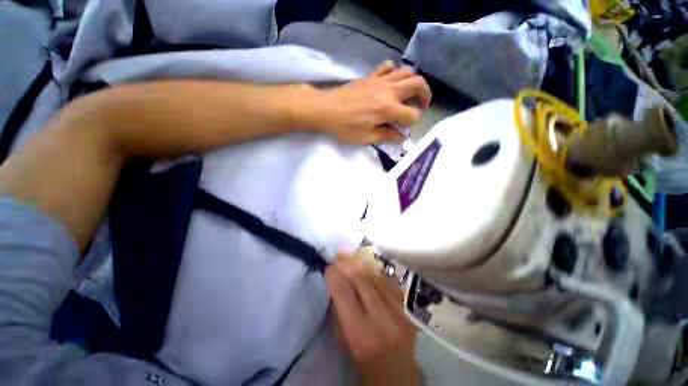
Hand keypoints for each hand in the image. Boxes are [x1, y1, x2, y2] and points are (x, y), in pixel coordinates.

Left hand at [312, 61, 431, 143]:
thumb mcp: (366, 138)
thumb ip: (386, 136)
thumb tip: (400, 136)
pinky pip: (388, 67)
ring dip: (413, 82)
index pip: (412, 115)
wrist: (326, 109)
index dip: (413, 123)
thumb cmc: (345, 127)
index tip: (405, 128)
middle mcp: (389, 91)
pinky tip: (391, 82)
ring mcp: (380, 80)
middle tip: (420, 106)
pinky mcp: (371, 76)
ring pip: (406, 72)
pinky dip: (395, 72)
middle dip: (425, 95)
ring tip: (410, 94)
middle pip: (418, 84)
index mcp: (388, 109)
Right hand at [325, 254, 419, 385]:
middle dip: (348, 264)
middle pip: (362, 281)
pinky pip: (391, 284)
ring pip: (378, 279)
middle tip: (339, 254)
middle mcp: (383, 321)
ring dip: (362, 264)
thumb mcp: (344, 345)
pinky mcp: (408, 312)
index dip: (335, 276)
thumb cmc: (363, 367)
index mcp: (362, 335)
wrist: (398, 382)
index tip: (328, 266)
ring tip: (352, 255)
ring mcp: (400, 314)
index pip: (344, 294)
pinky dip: (378, 273)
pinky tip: (370, 266)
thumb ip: (340, 313)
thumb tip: (337, 284)